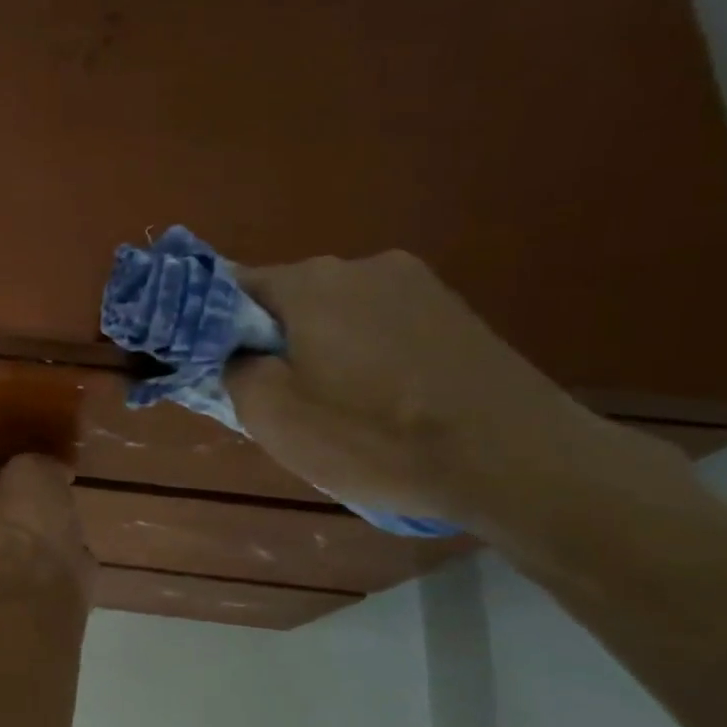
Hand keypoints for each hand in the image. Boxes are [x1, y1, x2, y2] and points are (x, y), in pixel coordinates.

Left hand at [0, 454, 95, 597]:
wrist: (47, 574)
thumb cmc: (30, 515)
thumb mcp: (32, 467)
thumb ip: (40, 461)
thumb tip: (57, 471)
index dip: (17, 459)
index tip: (41, 451)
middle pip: (18, 498)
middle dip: (37, 488)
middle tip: (62, 474)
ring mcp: (23, 550)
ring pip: (39, 522)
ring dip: (53, 514)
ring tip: (75, 497)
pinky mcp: (49, 569)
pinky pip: (60, 544)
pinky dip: (70, 537)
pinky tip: (84, 526)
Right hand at [225, 251, 693, 535]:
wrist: (515, 460)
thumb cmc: (373, 437)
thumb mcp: (272, 415)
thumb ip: (233, 370)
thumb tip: (235, 353)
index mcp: (311, 282)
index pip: (233, 285)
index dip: (212, 324)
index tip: (211, 364)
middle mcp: (364, 266)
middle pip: (288, 298)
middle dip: (270, 339)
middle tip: (273, 396)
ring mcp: (419, 285)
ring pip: (337, 313)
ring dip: (319, 349)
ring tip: (334, 406)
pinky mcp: (457, 313)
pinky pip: (383, 326)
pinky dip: (365, 356)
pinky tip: (382, 401)